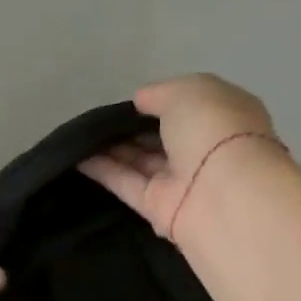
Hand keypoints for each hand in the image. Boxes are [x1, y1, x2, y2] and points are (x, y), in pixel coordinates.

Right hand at [79, 74, 282, 239]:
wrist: (223, 194)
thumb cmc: (213, 130)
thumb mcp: (187, 92)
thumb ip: (159, 93)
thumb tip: (140, 101)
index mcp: (223, 116)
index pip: (189, 105)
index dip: (160, 101)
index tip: (130, 100)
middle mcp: (204, 148)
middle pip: (163, 136)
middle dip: (133, 127)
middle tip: (97, 119)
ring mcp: (182, 180)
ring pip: (142, 160)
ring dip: (113, 147)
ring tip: (81, 135)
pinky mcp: (159, 208)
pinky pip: (127, 184)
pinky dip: (103, 170)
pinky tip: (77, 157)